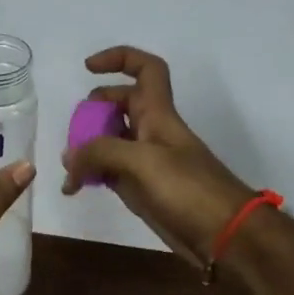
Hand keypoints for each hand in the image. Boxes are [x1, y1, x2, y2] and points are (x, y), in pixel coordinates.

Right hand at [61, 46, 255, 263]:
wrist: (224, 236)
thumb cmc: (189, 189)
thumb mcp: (142, 161)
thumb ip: (101, 152)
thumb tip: (69, 157)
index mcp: (158, 114)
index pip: (145, 68)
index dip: (119, 58)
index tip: (88, 68)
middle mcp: (151, 131)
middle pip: (118, 104)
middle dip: (92, 111)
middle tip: (75, 132)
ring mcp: (146, 161)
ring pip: (109, 139)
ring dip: (86, 147)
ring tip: (69, 167)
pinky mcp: (141, 188)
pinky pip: (109, 170)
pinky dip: (90, 174)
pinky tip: (74, 188)